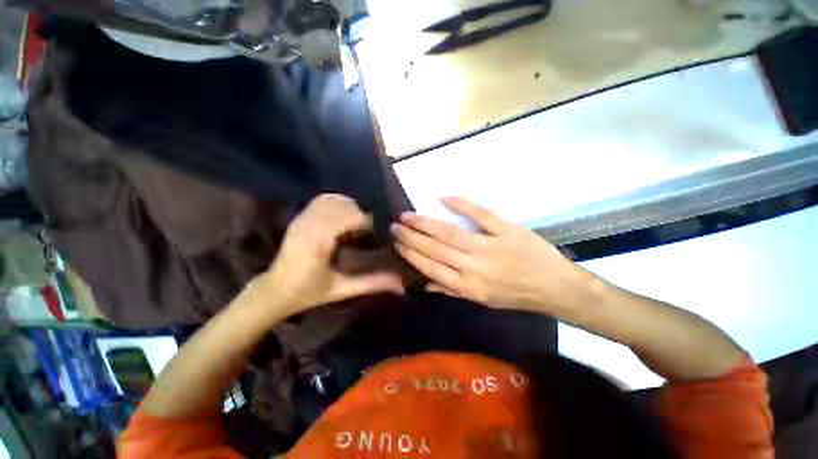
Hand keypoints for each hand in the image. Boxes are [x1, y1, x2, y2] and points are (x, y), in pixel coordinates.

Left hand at [252, 194, 403, 319]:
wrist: (273, 290)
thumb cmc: (307, 293)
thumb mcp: (341, 290)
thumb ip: (372, 283)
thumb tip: (402, 284)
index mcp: (318, 243)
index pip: (349, 218)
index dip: (369, 222)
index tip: (381, 232)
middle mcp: (308, 225)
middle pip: (342, 205)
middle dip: (361, 213)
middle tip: (371, 229)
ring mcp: (301, 218)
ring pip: (332, 199)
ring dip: (350, 206)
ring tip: (359, 222)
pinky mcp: (299, 217)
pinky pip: (322, 200)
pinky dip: (338, 203)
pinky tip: (344, 217)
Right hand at [391, 197, 600, 315]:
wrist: (556, 287)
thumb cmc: (516, 295)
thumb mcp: (483, 301)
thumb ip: (453, 290)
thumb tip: (424, 282)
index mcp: (469, 288)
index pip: (431, 268)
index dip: (411, 254)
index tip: (397, 243)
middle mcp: (476, 268)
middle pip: (436, 248)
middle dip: (412, 236)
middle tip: (395, 225)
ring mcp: (492, 246)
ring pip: (450, 232)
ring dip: (426, 223)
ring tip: (408, 215)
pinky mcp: (507, 230)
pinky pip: (481, 214)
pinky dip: (462, 204)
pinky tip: (443, 197)